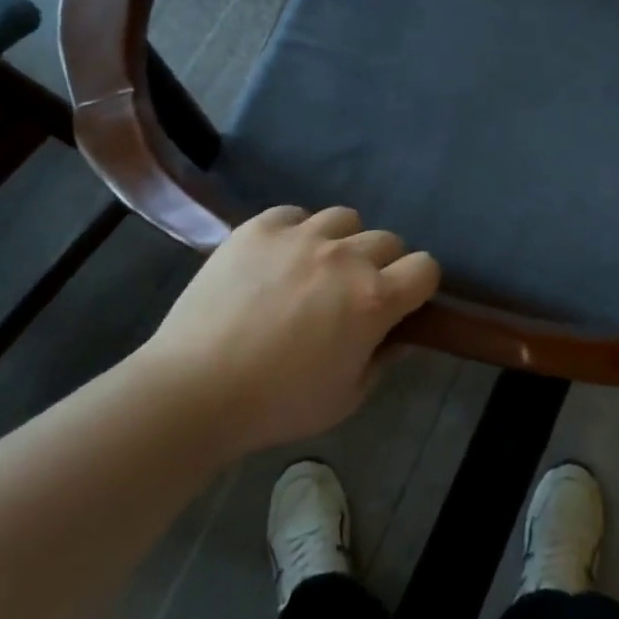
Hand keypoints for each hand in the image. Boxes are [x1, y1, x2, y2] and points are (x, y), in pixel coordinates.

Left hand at [138, 206, 439, 455]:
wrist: (192, 391)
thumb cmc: (276, 405)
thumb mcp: (346, 398)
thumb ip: (383, 361)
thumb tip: (398, 335)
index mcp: (374, 299)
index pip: (426, 267)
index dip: (419, 285)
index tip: (401, 303)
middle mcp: (346, 257)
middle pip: (388, 240)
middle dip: (381, 265)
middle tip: (352, 294)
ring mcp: (301, 236)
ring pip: (345, 218)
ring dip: (341, 242)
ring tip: (315, 268)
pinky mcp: (260, 227)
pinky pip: (295, 214)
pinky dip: (296, 231)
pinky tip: (278, 258)